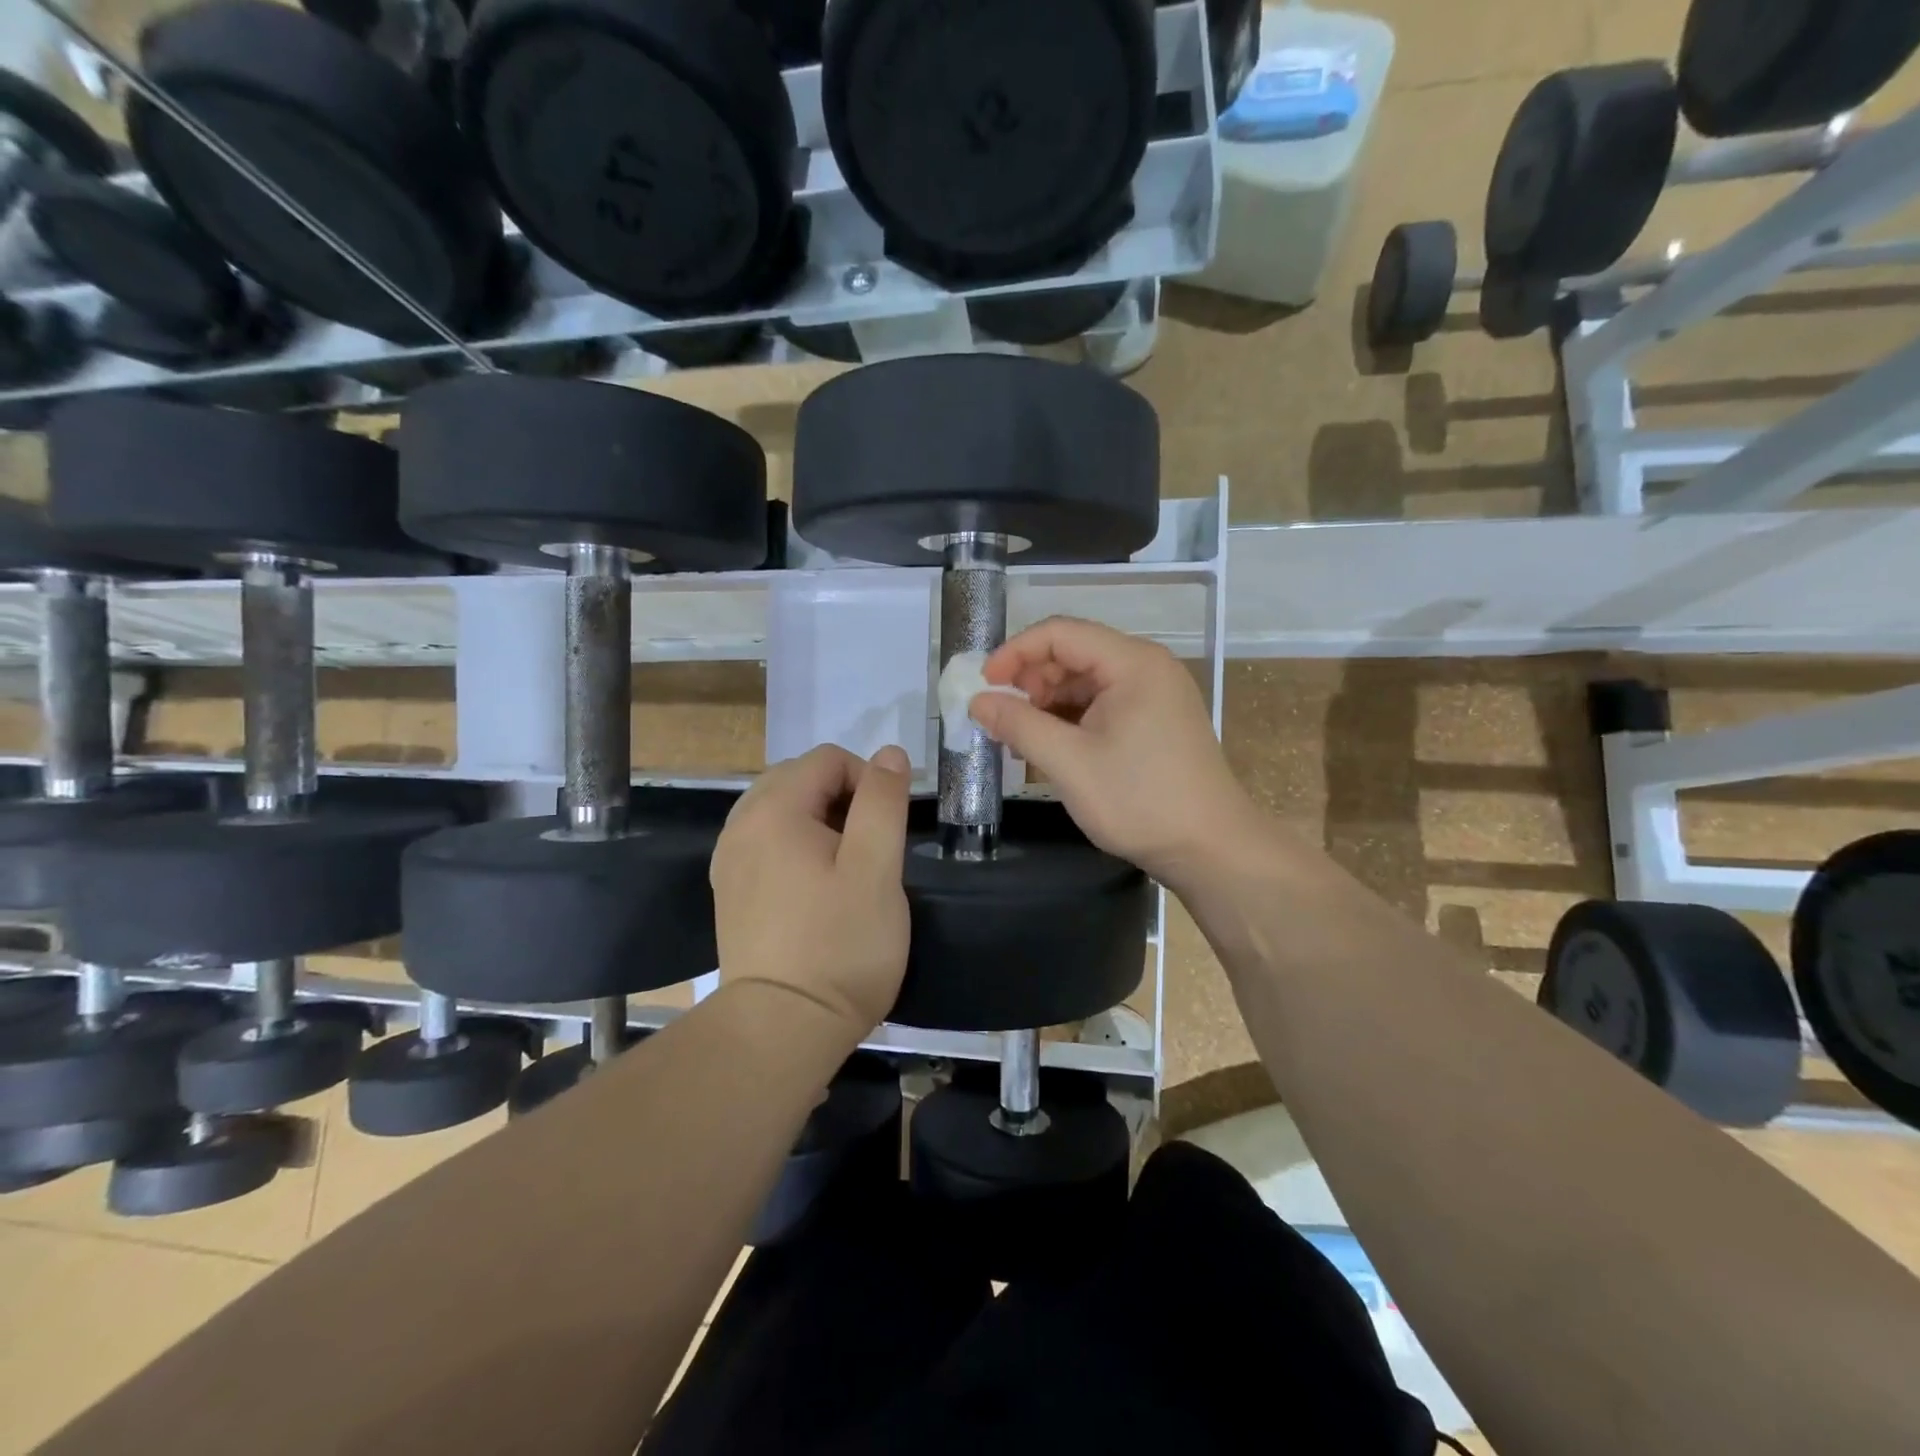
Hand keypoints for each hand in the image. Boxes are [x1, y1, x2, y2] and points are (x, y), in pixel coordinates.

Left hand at [711, 743, 911, 1035]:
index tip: (888, 826)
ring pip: (781, 810)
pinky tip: (815, 885)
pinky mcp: (729, 891)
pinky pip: (765, 842)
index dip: (867, 779)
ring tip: (847, 864)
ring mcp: (729, 861)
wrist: (781, 1029)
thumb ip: (882, 801)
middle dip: (842, 797)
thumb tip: (889, 753)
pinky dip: (795, 845)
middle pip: (798, 778)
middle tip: (871, 846)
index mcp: (773, 811)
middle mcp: (740, 826)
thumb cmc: (840, 945)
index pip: (827, 759)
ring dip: (819, 820)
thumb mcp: (877, 868)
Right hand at [967, 617, 1256, 887]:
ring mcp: (1155, 694)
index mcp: (1133, 663)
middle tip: (1001, 717)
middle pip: (1074, 653)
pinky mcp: (1156, 719)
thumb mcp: (1069, 763)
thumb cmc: (1140, 801)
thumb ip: (1019, 725)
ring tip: (1021, 737)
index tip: (983, 685)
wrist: (1211, 848)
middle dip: (1030, 680)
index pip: (1060, 633)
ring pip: (1086, 680)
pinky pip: (1102, 703)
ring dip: (1048, 702)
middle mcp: (1147, 667)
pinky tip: (1051, 745)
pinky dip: (1071, 718)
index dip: (1015, 652)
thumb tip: (977, 701)